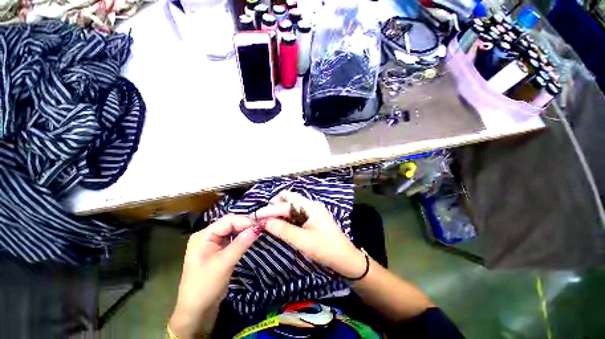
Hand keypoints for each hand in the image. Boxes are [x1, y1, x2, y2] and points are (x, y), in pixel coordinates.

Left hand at [169, 215, 258, 337]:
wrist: (196, 310)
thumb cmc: (205, 286)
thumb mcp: (224, 264)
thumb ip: (241, 244)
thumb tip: (258, 228)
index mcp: (203, 236)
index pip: (227, 221)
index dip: (244, 221)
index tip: (260, 225)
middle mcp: (207, 235)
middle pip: (230, 223)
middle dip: (245, 224)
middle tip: (260, 228)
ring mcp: (213, 242)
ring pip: (232, 229)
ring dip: (244, 230)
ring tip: (258, 231)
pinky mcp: (218, 249)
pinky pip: (232, 238)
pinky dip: (242, 237)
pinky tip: (250, 238)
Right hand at [254, 191, 365, 278]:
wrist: (345, 259)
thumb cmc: (326, 249)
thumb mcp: (303, 241)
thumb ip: (283, 230)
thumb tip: (265, 222)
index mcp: (310, 206)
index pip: (285, 203)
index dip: (269, 210)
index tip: (255, 217)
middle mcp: (310, 205)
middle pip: (288, 199)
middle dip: (273, 207)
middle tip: (262, 219)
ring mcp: (311, 211)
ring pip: (290, 206)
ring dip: (278, 212)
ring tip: (267, 222)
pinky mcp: (311, 218)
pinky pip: (295, 214)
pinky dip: (285, 217)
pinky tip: (279, 225)